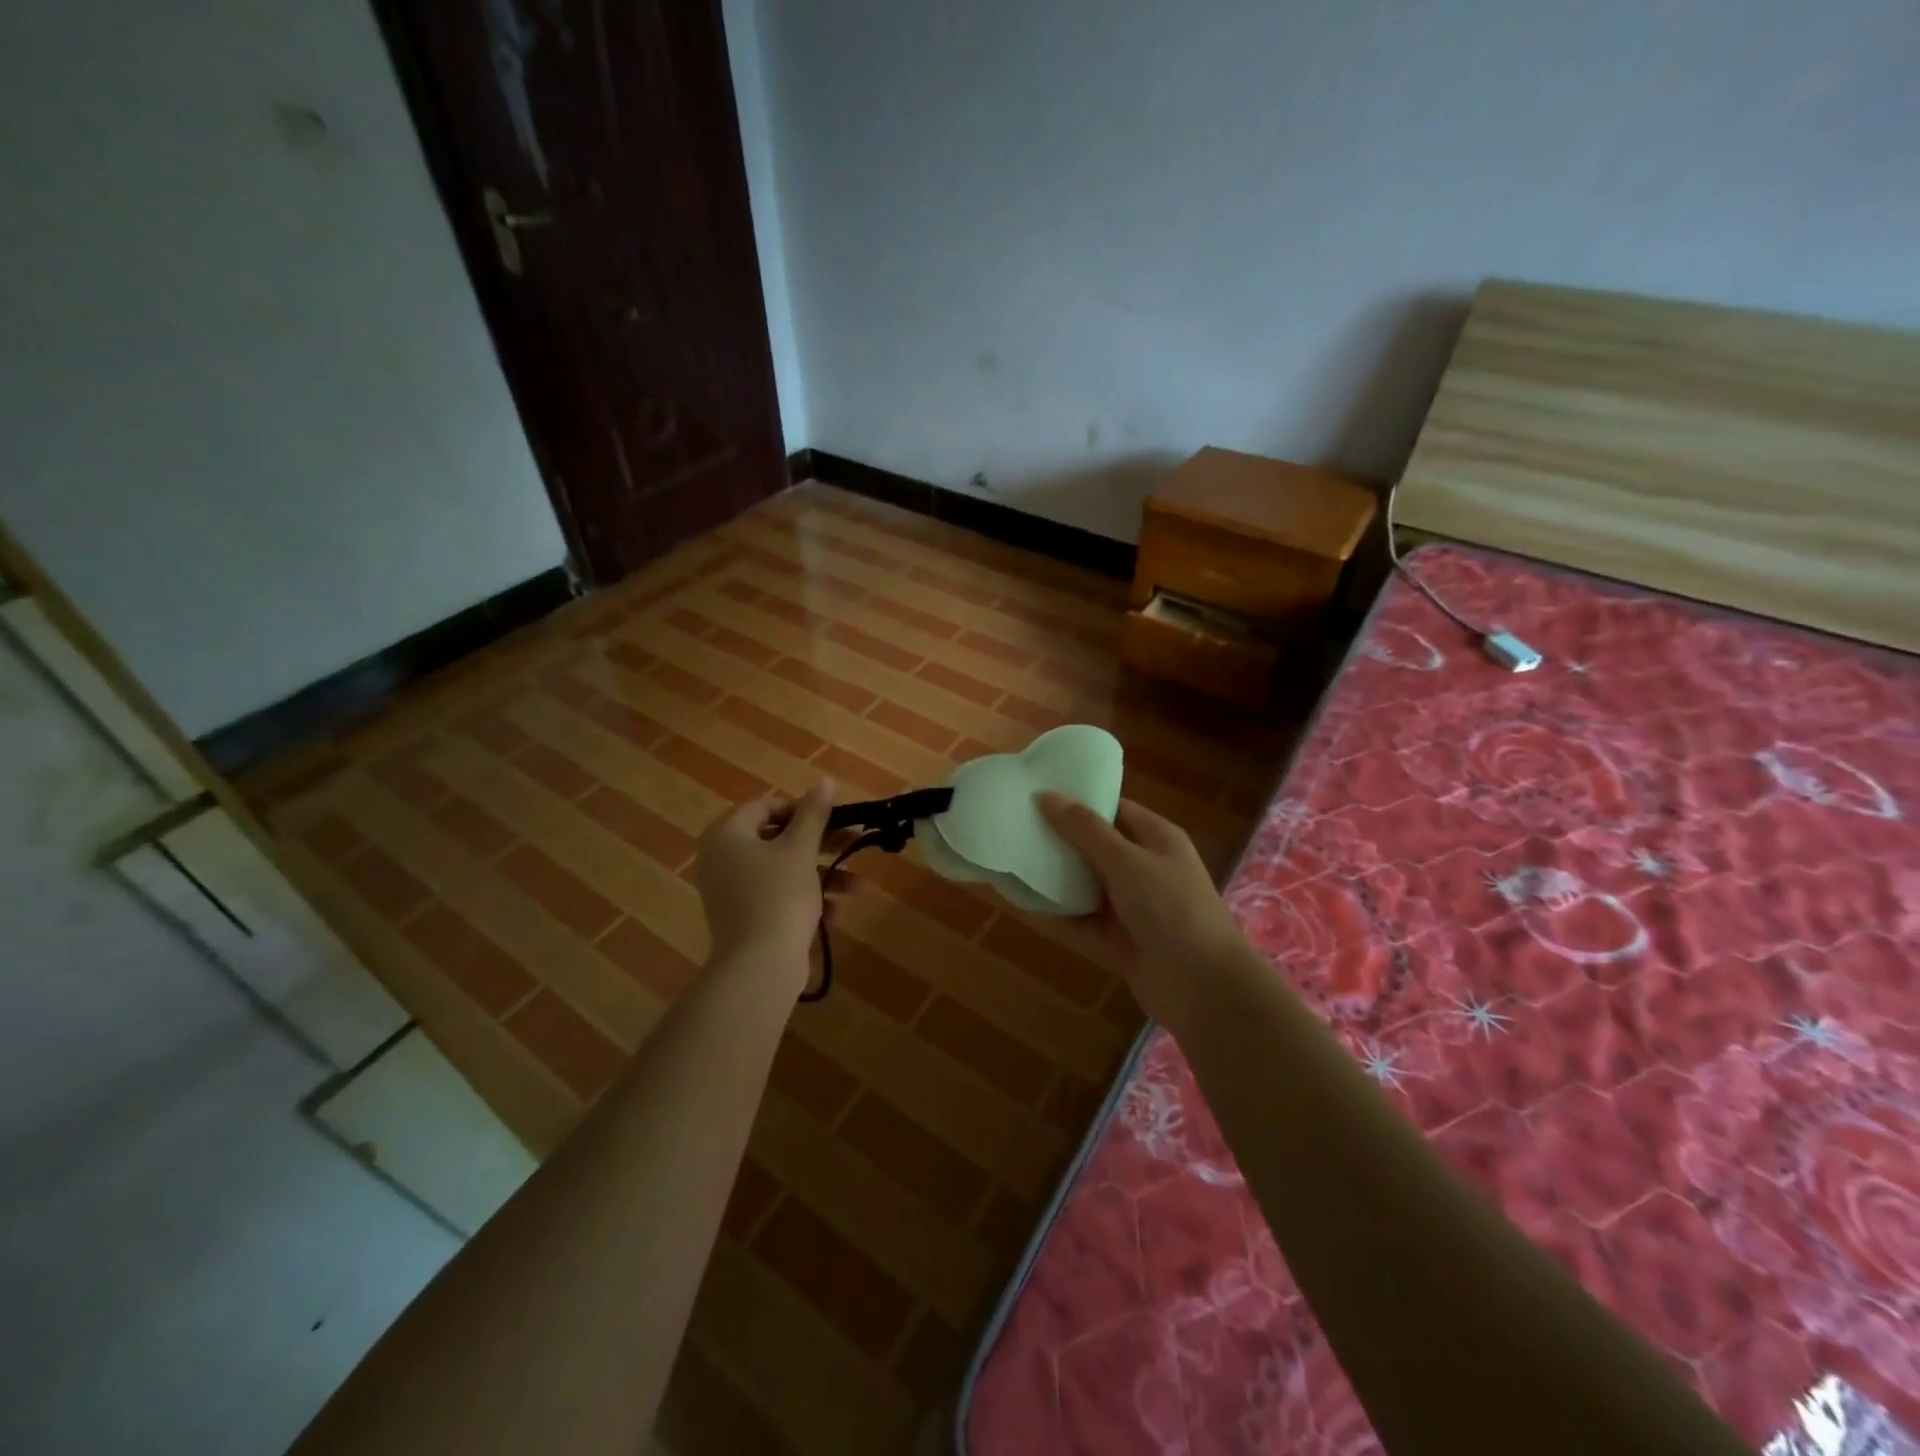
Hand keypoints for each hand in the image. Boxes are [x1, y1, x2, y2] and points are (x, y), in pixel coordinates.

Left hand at [696, 779, 847, 984]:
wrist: (759, 967)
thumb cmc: (779, 896)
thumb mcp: (801, 849)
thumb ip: (814, 813)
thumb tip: (825, 780)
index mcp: (728, 834)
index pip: (767, 806)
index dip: (803, 809)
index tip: (834, 820)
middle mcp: (723, 858)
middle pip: (779, 839)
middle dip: (822, 846)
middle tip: (853, 844)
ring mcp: (732, 891)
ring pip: (785, 871)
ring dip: (824, 876)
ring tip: (861, 889)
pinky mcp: (745, 917)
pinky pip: (778, 897)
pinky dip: (807, 900)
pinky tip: (836, 915)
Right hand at [1037, 792, 1249, 1025]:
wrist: (1204, 987)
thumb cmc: (1171, 907)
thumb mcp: (1127, 861)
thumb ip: (1085, 830)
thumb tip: (1047, 795)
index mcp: (1157, 839)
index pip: (1115, 810)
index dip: (1080, 801)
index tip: (1038, 793)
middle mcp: (1144, 869)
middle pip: (1096, 848)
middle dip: (1060, 839)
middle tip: (1015, 825)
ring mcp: (1131, 907)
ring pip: (1085, 886)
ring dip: (1054, 878)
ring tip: (1011, 859)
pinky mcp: (1117, 941)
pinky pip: (1080, 922)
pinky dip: (1056, 914)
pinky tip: (1021, 903)